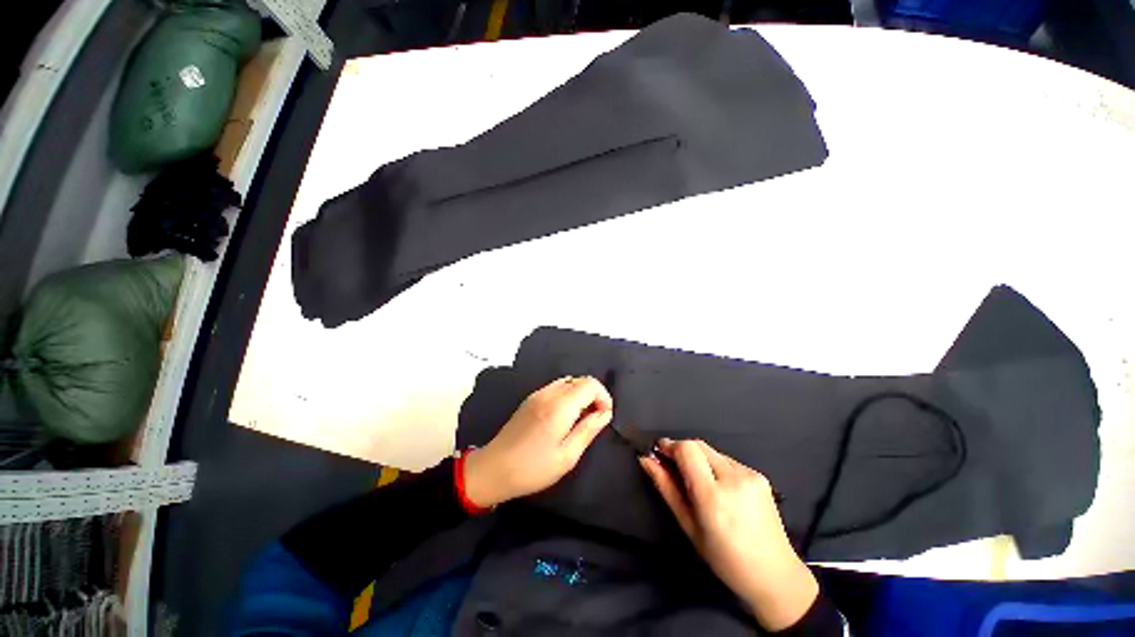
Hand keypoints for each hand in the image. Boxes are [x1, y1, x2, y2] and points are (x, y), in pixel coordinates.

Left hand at [464, 376, 612, 507]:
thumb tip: (605, 413)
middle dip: (594, 395)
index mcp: (560, 406)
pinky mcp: (530, 398)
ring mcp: (538, 393)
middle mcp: (549, 393)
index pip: (591, 384)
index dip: (603, 397)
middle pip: (580, 380)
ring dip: (580, 394)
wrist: (494, 469)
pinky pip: (556, 387)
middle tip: (594, 419)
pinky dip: (568, 395)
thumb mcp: (567, 456)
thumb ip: (588, 430)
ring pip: (569, 381)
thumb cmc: (533, 468)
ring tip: (580, 419)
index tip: (604, 417)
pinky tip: (564, 416)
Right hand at [639, 439, 817, 631]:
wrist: (776, 575)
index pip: (687, 450)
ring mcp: (750, 475)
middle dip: (681, 450)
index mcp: (713, 497)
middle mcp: (733, 479)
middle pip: (698, 445)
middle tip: (673, 467)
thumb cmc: (724, 559)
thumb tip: (646, 459)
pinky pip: (727, 460)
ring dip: (698, 459)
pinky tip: (719, 488)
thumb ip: (666, 488)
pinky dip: (715, 466)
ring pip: (711, 451)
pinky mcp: (759, 475)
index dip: (670, 446)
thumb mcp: (688, 526)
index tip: (659, 453)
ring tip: (698, 483)